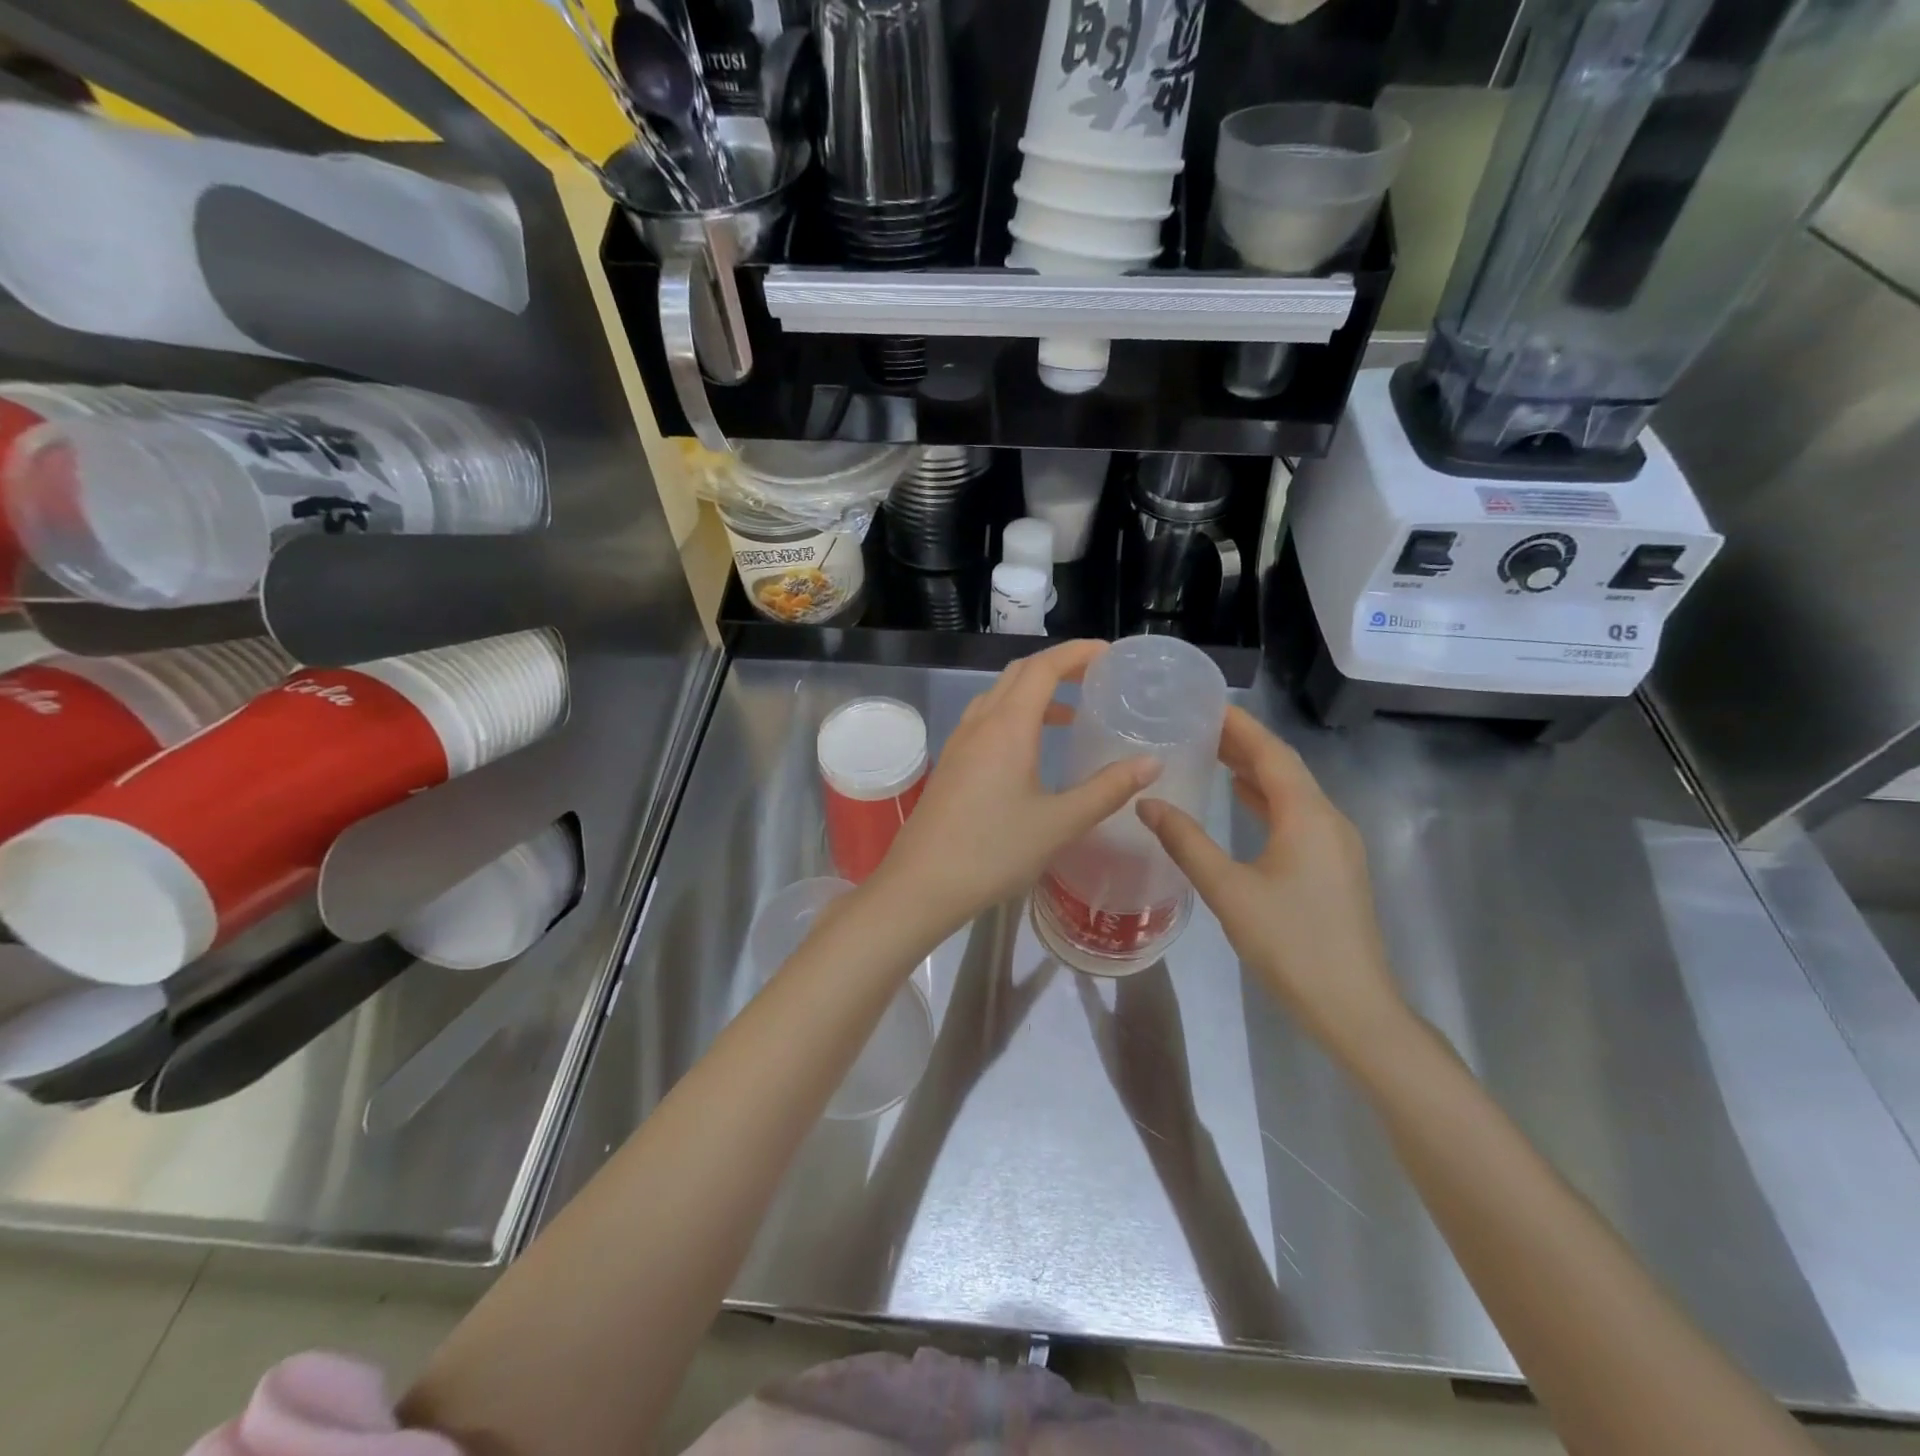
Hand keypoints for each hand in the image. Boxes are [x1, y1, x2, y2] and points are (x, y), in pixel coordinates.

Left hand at [873, 641, 1159, 938]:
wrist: (922, 884)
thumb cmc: (994, 851)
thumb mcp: (1060, 822)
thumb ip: (1107, 789)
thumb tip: (1151, 763)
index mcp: (1008, 726)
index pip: (1043, 667)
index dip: (1077, 653)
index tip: (1109, 654)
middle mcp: (980, 723)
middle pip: (1018, 674)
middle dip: (1057, 666)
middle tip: (1095, 678)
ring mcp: (959, 742)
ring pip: (998, 696)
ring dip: (1034, 692)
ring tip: (1070, 714)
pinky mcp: (950, 763)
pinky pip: (985, 720)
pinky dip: (1014, 715)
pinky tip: (1030, 750)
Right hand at [1136, 706, 1404, 1054]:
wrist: (1351, 1005)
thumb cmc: (1290, 943)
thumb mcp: (1228, 890)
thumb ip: (1186, 842)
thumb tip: (1148, 802)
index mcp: (1307, 816)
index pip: (1271, 754)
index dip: (1240, 727)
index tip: (1206, 704)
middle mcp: (1328, 819)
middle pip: (1284, 767)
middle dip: (1244, 744)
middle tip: (1200, 724)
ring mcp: (1336, 844)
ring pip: (1292, 792)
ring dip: (1255, 770)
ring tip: (1213, 752)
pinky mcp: (1334, 866)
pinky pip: (1298, 815)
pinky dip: (1267, 799)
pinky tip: (1243, 799)